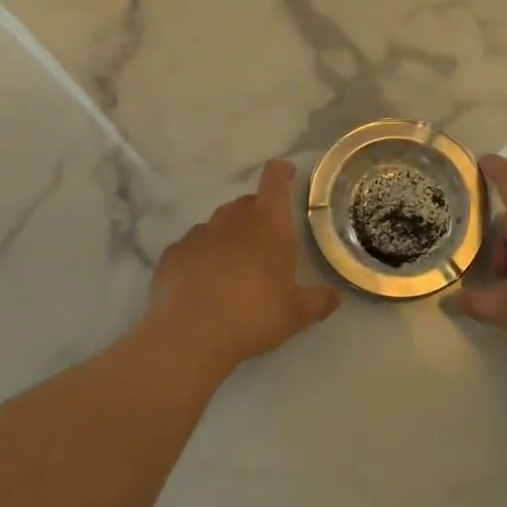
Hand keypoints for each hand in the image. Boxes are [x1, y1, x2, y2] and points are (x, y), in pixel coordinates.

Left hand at [146, 159, 340, 372]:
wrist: (190, 335)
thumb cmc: (253, 315)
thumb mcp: (297, 314)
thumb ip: (319, 301)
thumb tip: (334, 297)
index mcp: (268, 223)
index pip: (274, 180)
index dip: (281, 172)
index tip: (287, 174)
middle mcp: (232, 219)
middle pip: (246, 203)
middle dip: (257, 215)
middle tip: (266, 244)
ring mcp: (198, 234)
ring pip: (218, 225)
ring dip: (228, 238)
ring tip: (234, 269)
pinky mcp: (173, 253)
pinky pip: (192, 248)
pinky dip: (201, 258)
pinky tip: (203, 284)